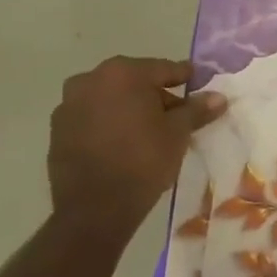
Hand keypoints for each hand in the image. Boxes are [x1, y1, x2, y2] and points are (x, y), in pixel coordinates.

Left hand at [47, 56, 225, 231]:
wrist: (95, 209)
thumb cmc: (143, 161)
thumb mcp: (178, 133)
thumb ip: (196, 109)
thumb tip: (218, 97)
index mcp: (123, 73)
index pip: (163, 68)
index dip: (185, 78)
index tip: (200, 85)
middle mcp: (90, 80)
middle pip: (134, 81)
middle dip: (156, 94)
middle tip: (178, 114)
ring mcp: (69, 105)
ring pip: (111, 98)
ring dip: (131, 108)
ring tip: (151, 131)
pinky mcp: (57, 130)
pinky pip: (93, 117)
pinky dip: (110, 123)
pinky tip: (125, 143)